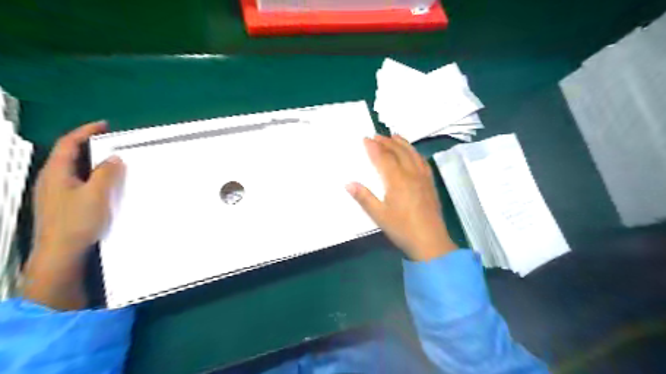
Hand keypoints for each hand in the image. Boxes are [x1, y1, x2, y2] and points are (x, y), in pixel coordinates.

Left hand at [23, 122, 123, 309]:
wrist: (60, 252)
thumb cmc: (77, 221)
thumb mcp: (96, 194)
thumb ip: (106, 174)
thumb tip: (114, 158)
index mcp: (56, 173)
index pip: (68, 144)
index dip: (85, 132)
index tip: (104, 125)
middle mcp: (51, 179)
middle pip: (68, 155)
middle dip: (88, 145)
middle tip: (110, 142)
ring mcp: (54, 192)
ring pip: (72, 169)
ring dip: (90, 161)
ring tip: (110, 161)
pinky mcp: (61, 203)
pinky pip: (76, 181)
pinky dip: (90, 175)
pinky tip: (102, 183)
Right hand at [347, 136, 454, 261]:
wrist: (430, 241)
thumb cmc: (402, 229)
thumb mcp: (379, 215)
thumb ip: (364, 198)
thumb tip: (348, 183)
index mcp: (397, 180)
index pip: (383, 158)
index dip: (374, 147)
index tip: (365, 138)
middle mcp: (411, 174)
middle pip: (398, 152)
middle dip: (386, 142)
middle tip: (377, 135)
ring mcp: (423, 178)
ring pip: (412, 154)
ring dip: (402, 143)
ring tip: (394, 136)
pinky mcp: (430, 184)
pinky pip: (423, 162)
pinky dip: (415, 153)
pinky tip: (413, 153)